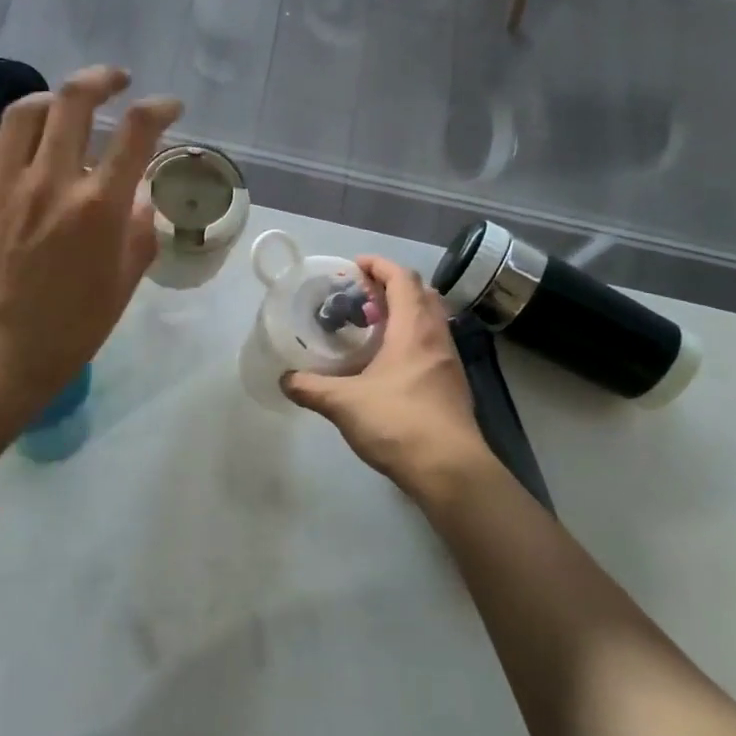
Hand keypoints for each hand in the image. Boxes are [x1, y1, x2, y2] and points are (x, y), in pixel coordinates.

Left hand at [0, 66, 181, 411]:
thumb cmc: (67, 333)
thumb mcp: (121, 288)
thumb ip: (139, 235)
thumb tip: (142, 199)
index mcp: (97, 208)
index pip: (135, 132)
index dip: (159, 108)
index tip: (169, 106)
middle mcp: (51, 182)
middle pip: (74, 100)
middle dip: (102, 78)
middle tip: (117, 81)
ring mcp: (8, 185)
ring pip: (26, 110)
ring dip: (54, 96)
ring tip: (68, 105)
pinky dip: (18, 129)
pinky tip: (30, 143)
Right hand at [281, 256, 496, 501]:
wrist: (449, 470)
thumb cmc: (398, 423)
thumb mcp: (343, 403)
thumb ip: (310, 388)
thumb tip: (284, 380)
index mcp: (414, 329)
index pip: (403, 279)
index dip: (380, 266)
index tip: (356, 265)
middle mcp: (437, 338)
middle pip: (422, 295)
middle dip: (392, 287)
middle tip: (361, 296)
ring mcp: (449, 363)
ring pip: (430, 321)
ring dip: (403, 313)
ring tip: (371, 327)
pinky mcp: (452, 386)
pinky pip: (431, 345)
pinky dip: (410, 339)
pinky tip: (387, 363)